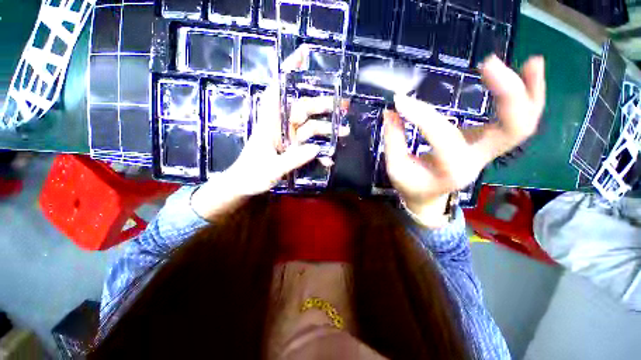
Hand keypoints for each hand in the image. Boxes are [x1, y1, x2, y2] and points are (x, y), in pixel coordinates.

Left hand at [192, 46, 340, 219]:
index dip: (288, 72)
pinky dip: (319, 151)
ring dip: (326, 130)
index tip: (303, 55)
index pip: (278, 91)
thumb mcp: (271, 169)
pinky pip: (309, 146)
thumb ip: (293, 159)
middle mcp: (281, 128)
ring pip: (309, 128)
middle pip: (302, 109)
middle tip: (343, 107)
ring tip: (344, 133)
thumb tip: (316, 149)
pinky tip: (328, 159)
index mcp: (270, 125)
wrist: (243, 187)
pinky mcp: (293, 151)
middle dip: (322, 105)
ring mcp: (288, 140)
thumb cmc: (251, 176)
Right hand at [384, 55, 545, 227]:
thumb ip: (393, 140)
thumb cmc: (411, 185)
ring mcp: (488, 151)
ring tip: (532, 61)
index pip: (442, 135)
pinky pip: (519, 121)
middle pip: (512, 129)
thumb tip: (391, 111)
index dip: (421, 115)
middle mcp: (478, 160)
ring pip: (525, 124)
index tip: (400, 101)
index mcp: (451, 169)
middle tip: (489, 63)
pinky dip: (530, 96)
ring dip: (530, 91)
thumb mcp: (396, 168)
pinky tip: (529, 70)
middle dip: (507, 93)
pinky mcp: (488, 142)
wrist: (428, 196)